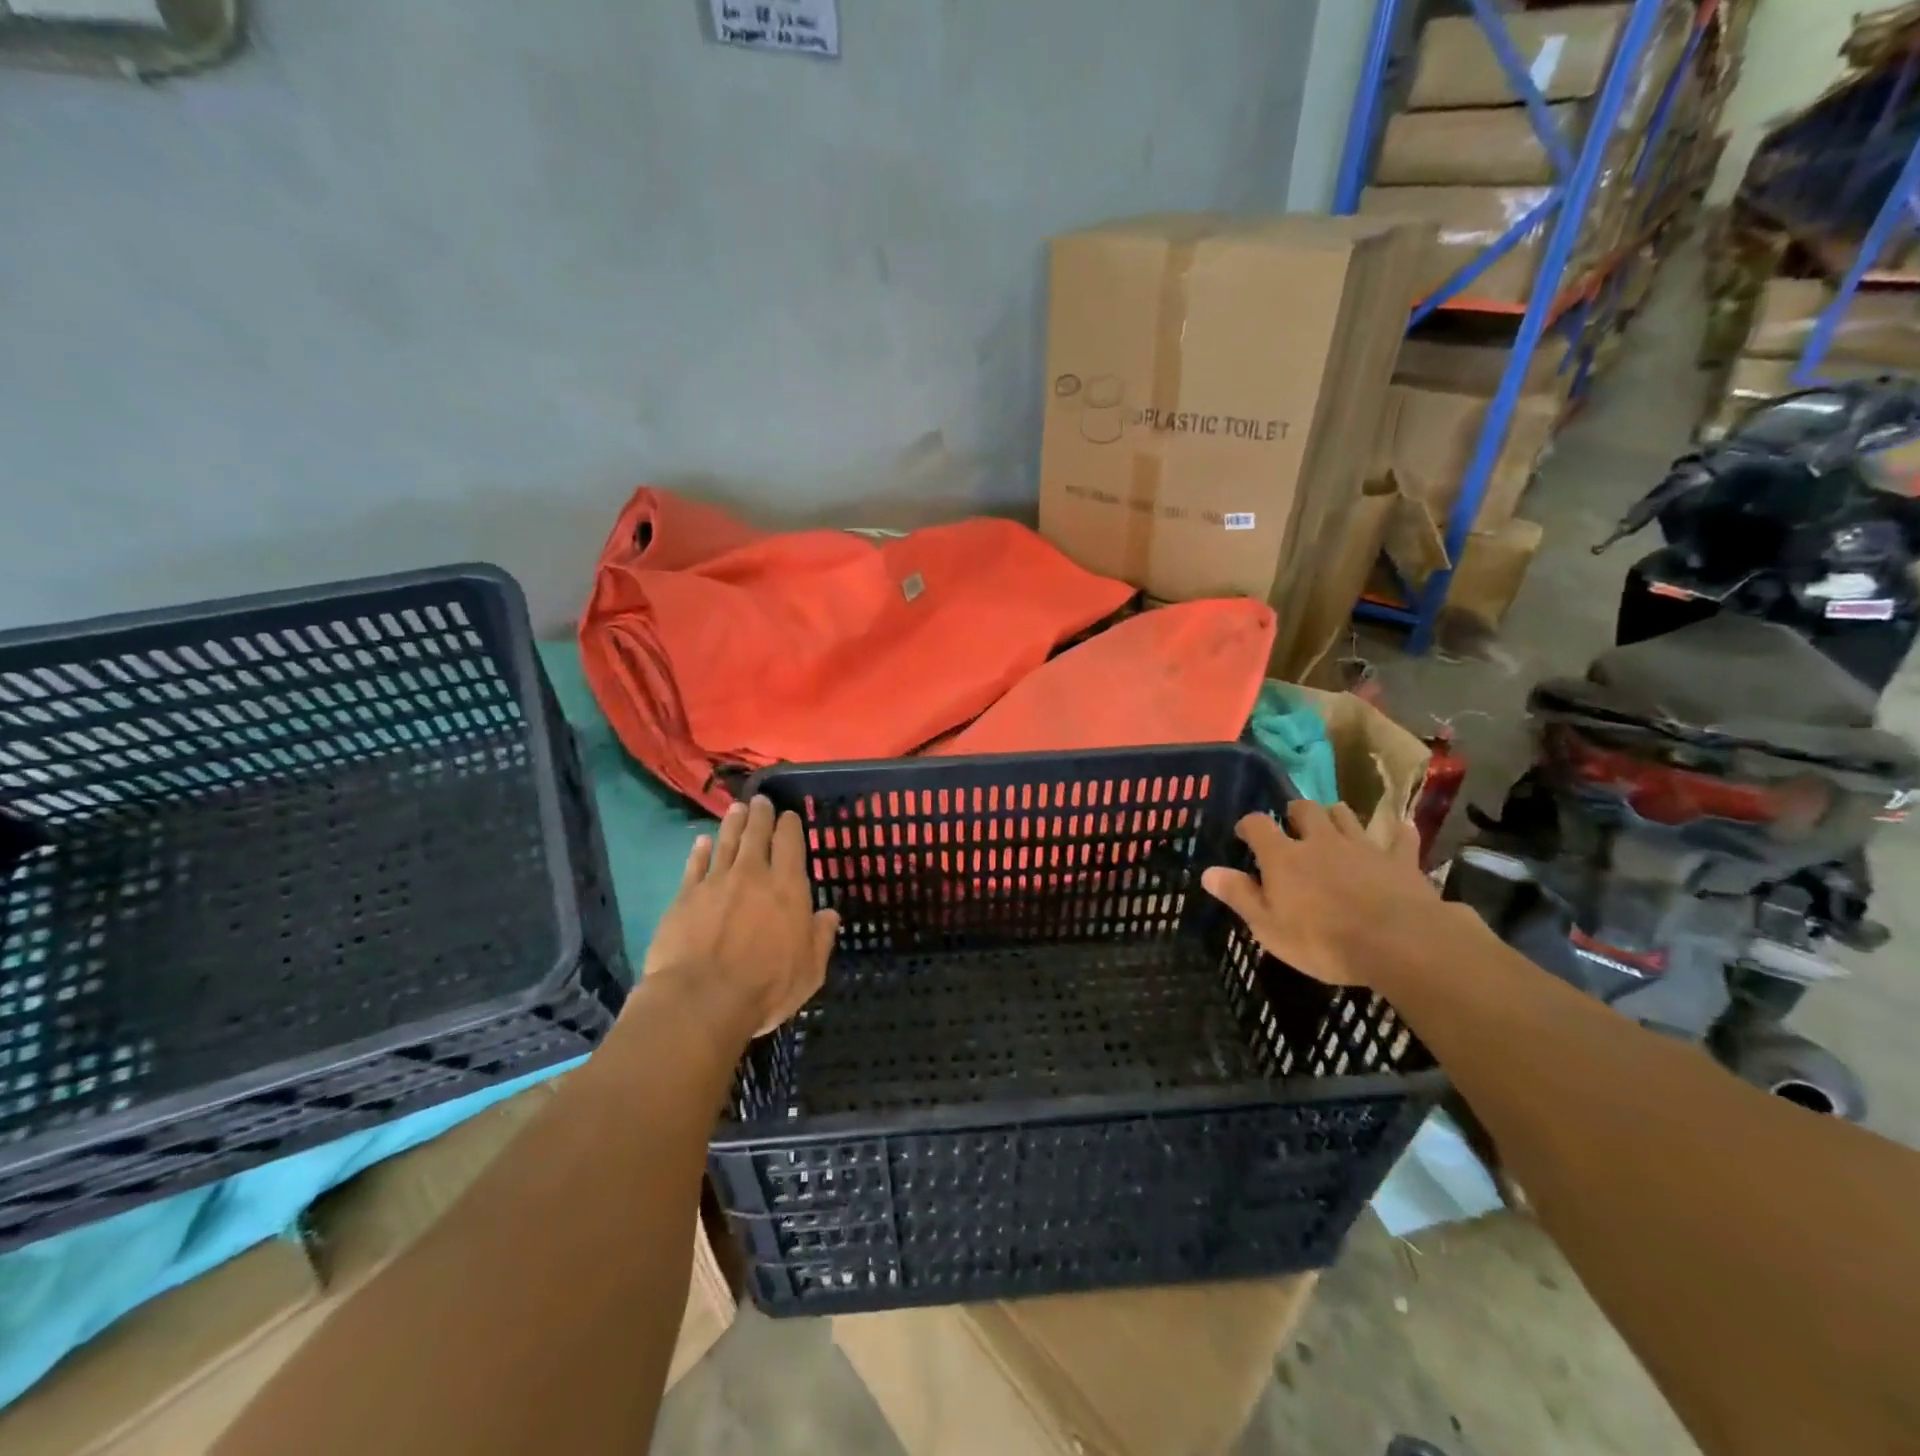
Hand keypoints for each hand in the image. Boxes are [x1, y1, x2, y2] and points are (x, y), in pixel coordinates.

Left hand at [642, 796, 839, 1036]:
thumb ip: (820, 938)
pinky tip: (702, 842)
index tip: (788, 815)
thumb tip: (829, 914)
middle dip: (760, 815)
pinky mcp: (685, 897)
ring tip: (736, 809)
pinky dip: (700, 851)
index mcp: (788, 888)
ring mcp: (715, 883)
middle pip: (756, 835)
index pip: (790, 844)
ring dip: (732, 824)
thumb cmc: (766, 988)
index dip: (789, 826)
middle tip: (760, 800)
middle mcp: (753, 875)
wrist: (701, 1000)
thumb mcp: (810, 970)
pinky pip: (695, 866)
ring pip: (726, 843)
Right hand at [1200, 800, 1450, 986]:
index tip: (1244, 833)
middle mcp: (1320, 841)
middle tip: (1292, 825)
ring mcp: (1363, 847)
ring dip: (1336, 817)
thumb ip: (1239, 895)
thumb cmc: (1323, 941)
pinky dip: (1397, 834)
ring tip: (1333, 827)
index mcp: (1283, 857)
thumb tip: (1208, 872)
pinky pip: (1400, 839)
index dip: (1249, 824)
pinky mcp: (1400, 861)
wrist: (1399, 943)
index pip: (1258, 824)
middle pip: (1305, 809)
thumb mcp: (1268, 927)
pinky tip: (1400, 832)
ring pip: (1347, 816)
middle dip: (1295, 812)